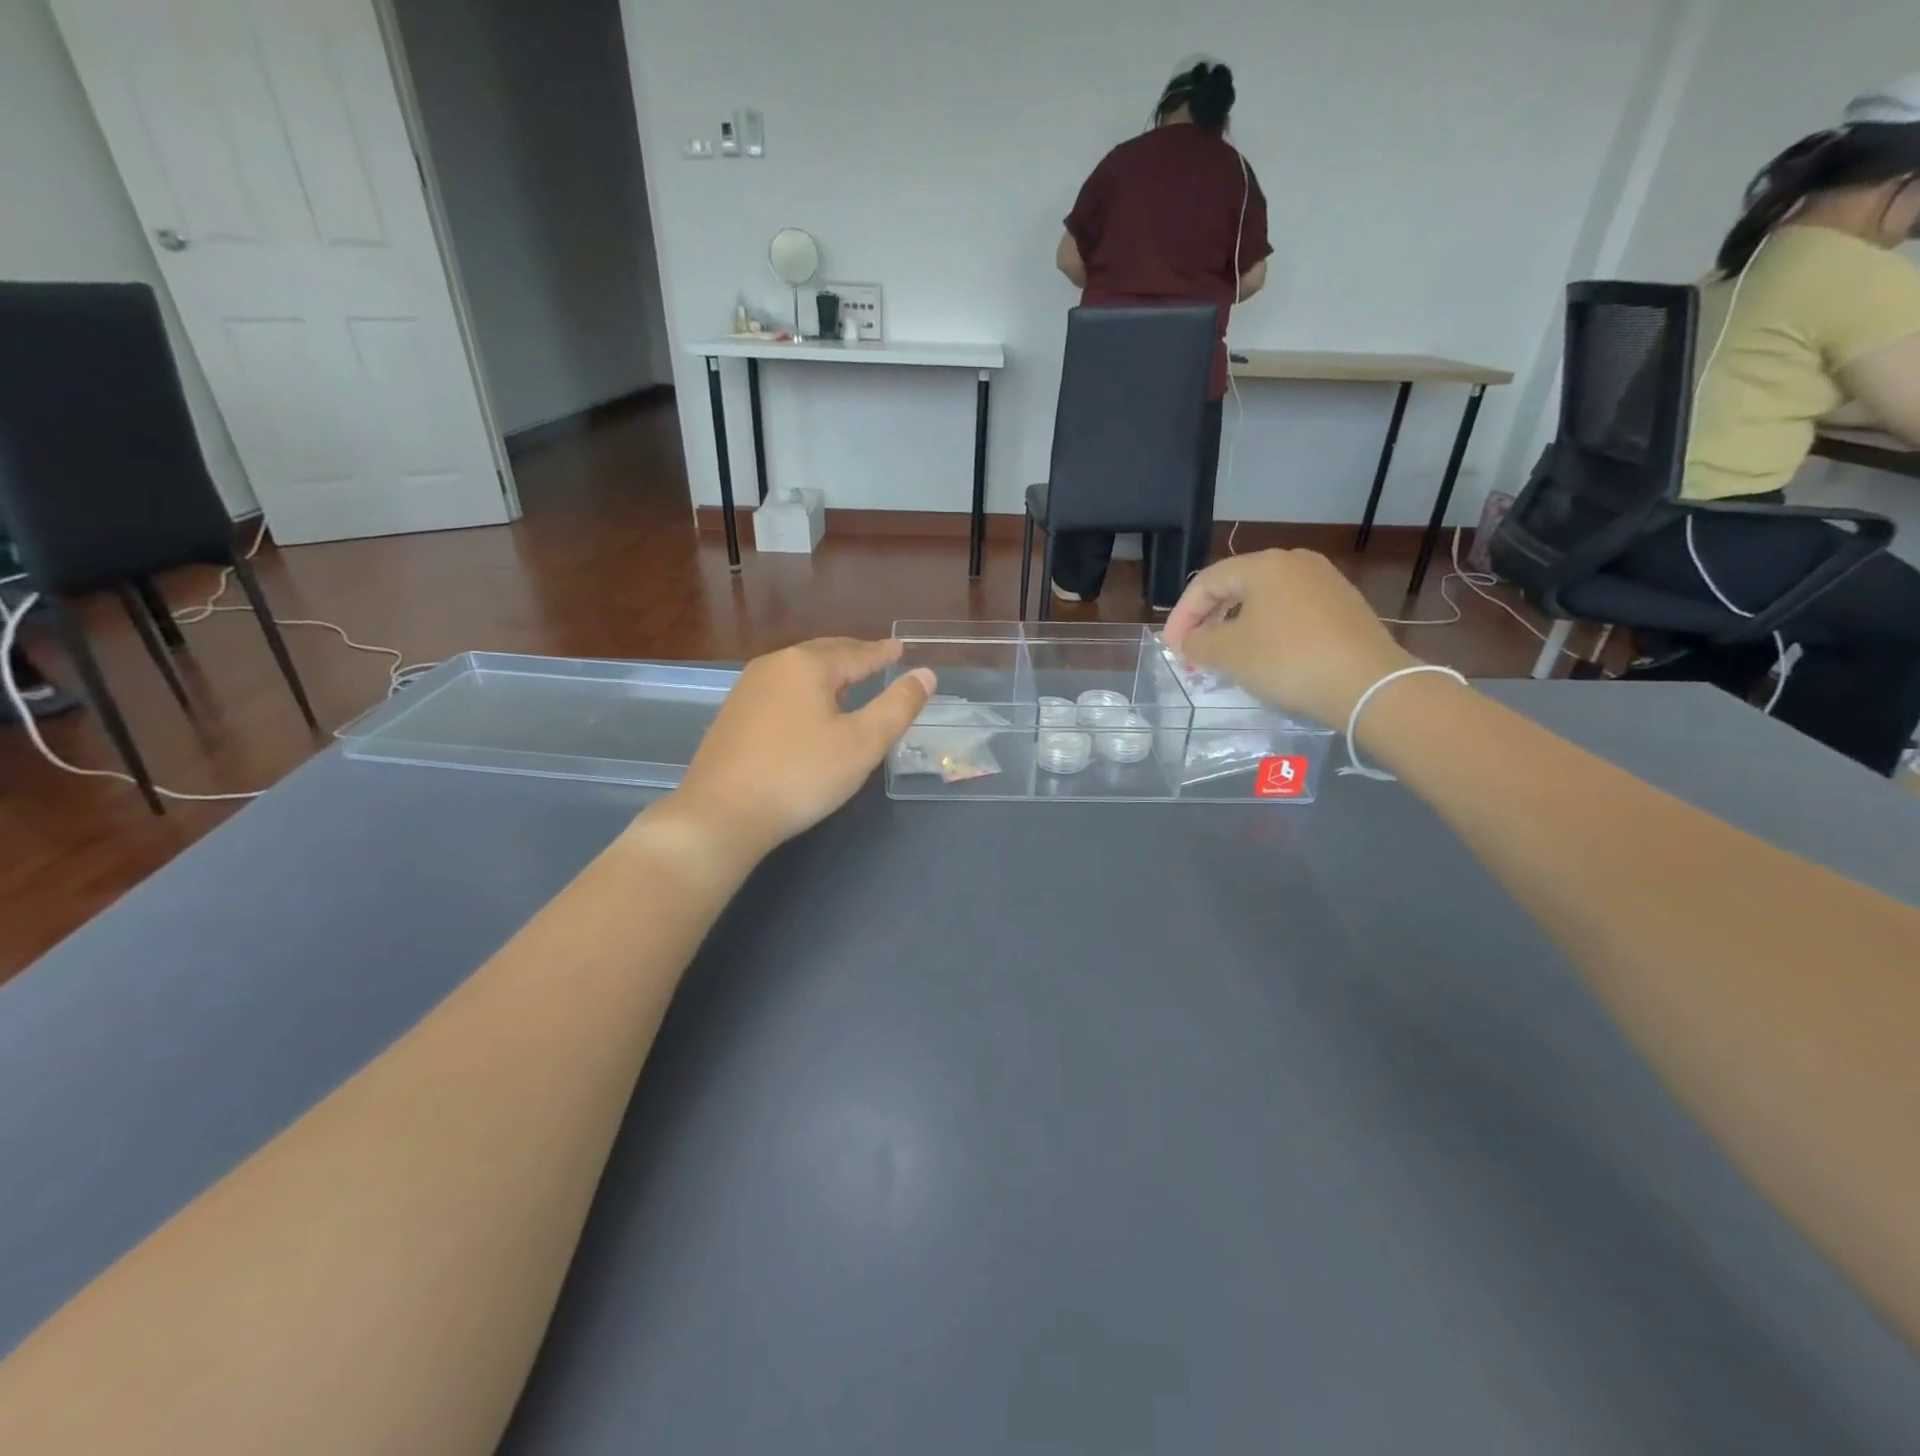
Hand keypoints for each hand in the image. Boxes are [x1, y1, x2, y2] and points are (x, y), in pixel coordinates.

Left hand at [668, 638, 934, 858]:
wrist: (721, 814)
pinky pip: (780, 690)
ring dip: (827, 674)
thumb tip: (925, 674)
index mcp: (807, 665)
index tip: (900, 649)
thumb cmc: (801, 775)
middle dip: (853, 656)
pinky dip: (804, 691)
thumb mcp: (862, 743)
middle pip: (823, 654)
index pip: (856, 653)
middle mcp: (773, 666)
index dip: (882, 653)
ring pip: (798, 672)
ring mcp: (747, 690)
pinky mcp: (732, 716)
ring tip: (848, 683)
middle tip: (877, 659)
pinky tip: (808, 711)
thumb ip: (898, 706)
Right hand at [1162, 549, 1416, 725]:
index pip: (1207, 582)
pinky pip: (1291, 613)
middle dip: (1208, 620)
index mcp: (1264, 564)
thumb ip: (1197, 642)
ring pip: (1265, 601)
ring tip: (1224, 656)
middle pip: (1236, 587)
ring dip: (1236, 627)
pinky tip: (1263, 657)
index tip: (1171, 647)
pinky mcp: (1344, 608)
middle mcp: (1296, 563)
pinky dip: (1267, 631)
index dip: (1182, 615)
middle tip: (1192, 650)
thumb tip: (1189, 641)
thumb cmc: (1287, 660)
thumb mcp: (1228, 653)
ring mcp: (1325, 583)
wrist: (1368, 684)